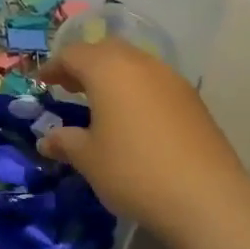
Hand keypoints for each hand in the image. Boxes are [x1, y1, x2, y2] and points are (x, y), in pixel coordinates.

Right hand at [36, 39, 249, 248]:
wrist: (207, 197)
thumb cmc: (134, 171)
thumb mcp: (88, 159)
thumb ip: (65, 142)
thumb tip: (47, 139)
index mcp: (108, 70)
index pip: (73, 54)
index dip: (54, 66)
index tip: (42, 82)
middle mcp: (140, 64)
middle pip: (105, 50)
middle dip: (84, 64)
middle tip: (69, 87)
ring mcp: (172, 80)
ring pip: (134, 63)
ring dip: (112, 75)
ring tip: (100, 102)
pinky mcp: (193, 100)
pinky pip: (155, 82)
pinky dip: (136, 89)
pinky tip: (133, 118)